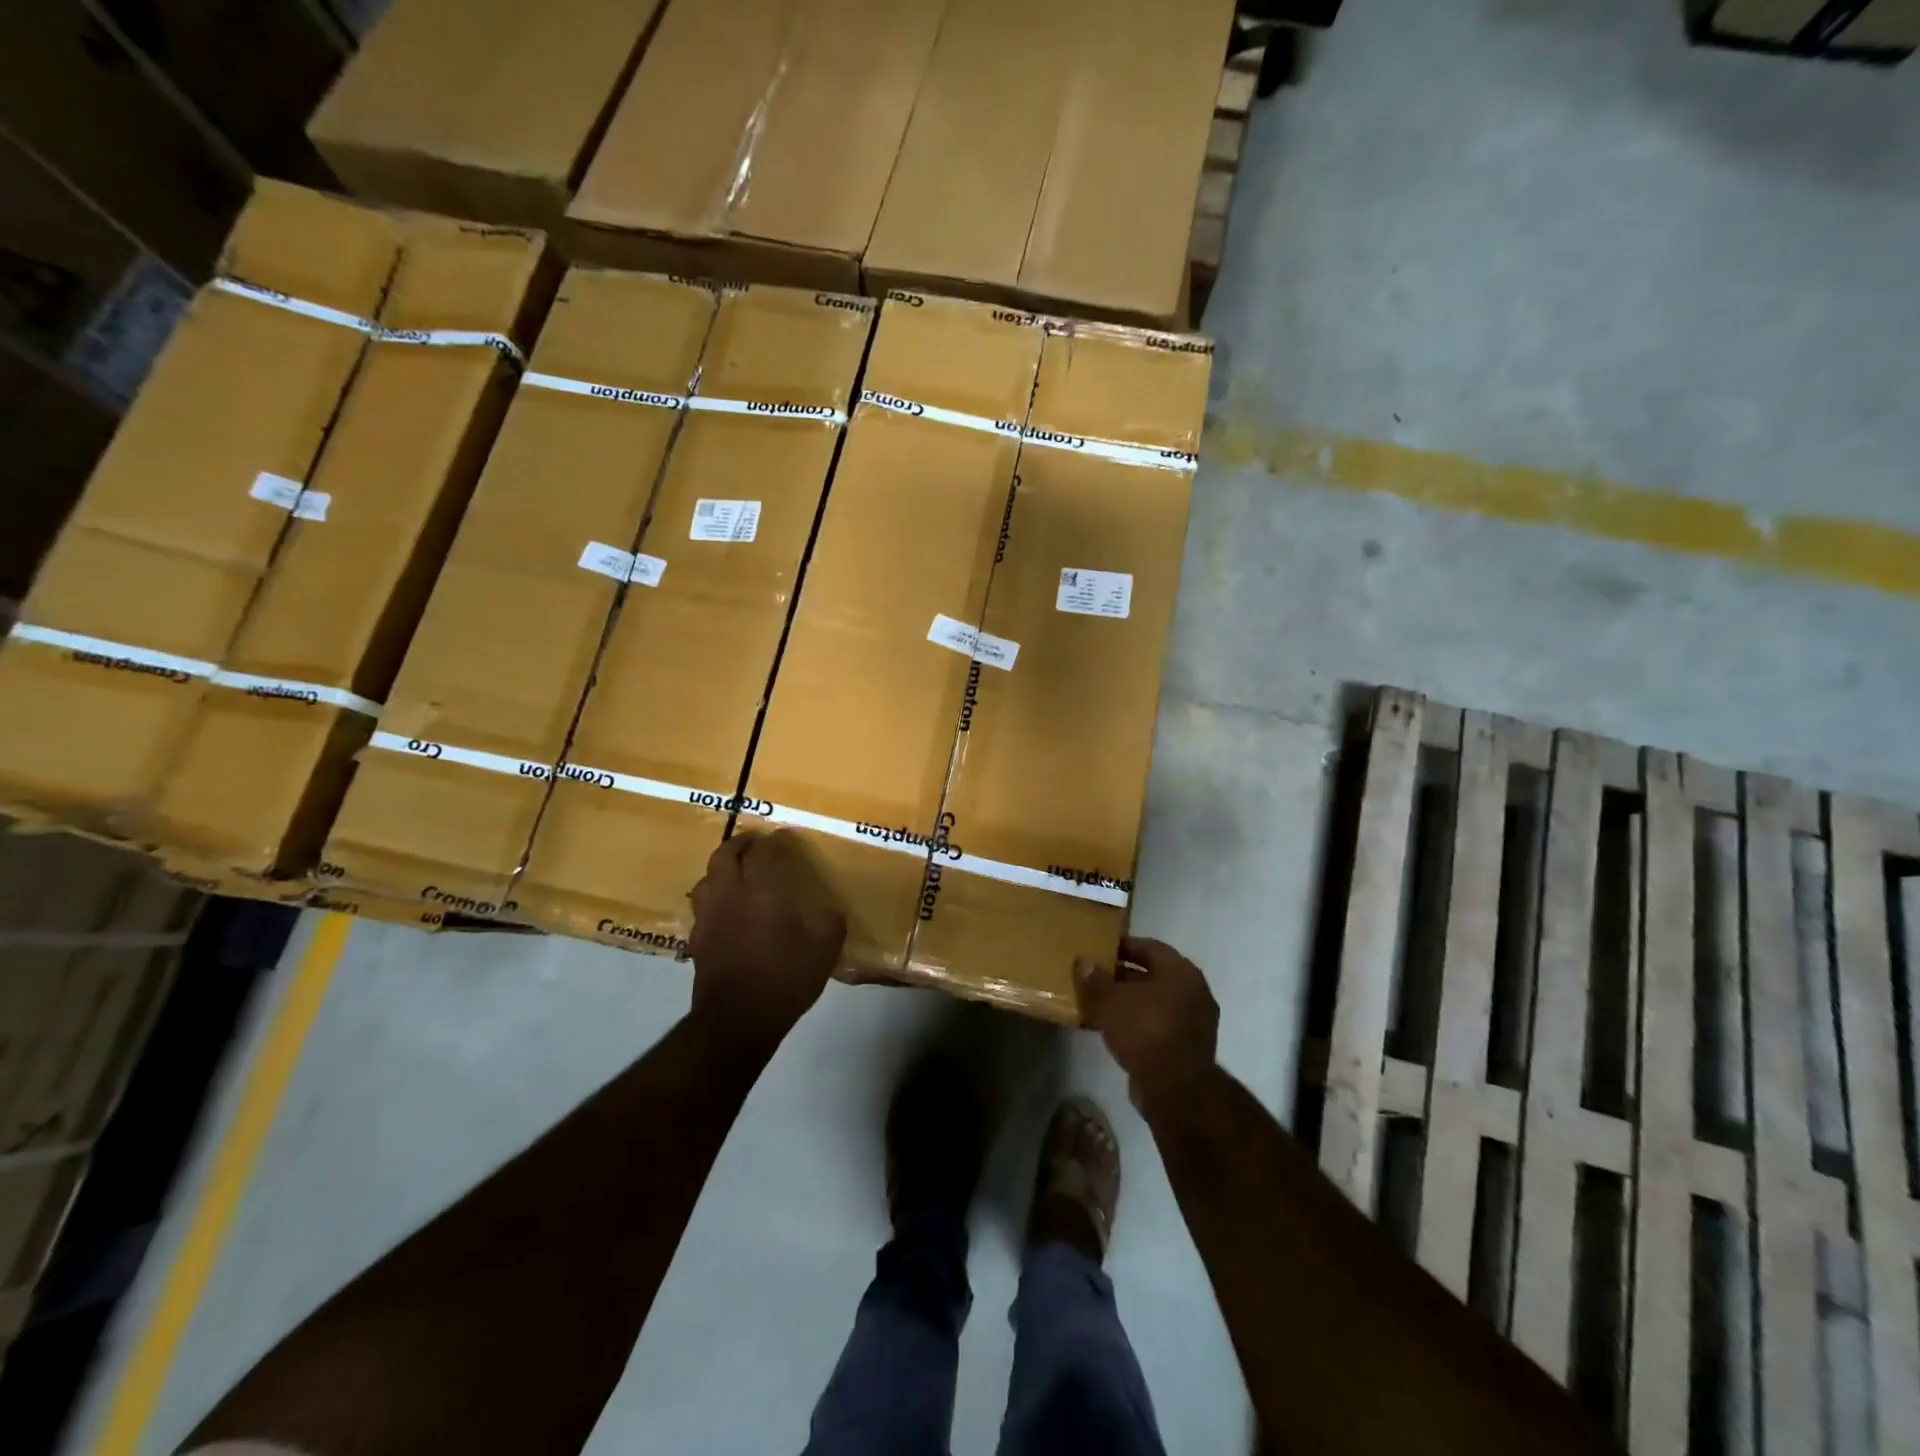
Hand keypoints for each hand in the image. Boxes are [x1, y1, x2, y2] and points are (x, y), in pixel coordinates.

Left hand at [689, 830, 846, 1051]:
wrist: (738, 1020)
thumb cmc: (784, 977)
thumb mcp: (824, 949)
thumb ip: (830, 923)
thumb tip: (830, 913)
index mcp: (761, 889)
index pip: (764, 851)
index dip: (774, 841)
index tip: (783, 837)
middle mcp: (730, 894)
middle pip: (724, 856)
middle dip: (739, 844)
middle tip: (753, 844)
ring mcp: (709, 918)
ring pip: (706, 880)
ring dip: (720, 870)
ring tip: (735, 874)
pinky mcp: (698, 941)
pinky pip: (702, 909)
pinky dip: (714, 900)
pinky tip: (726, 912)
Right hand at [1074, 937, 1218, 1111]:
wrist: (1176, 1089)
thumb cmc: (1144, 1031)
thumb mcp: (1111, 1001)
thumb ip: (1095, 979)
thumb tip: (1083, 961)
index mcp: (1180, 971)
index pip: (1149, 947)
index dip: (1123, 947)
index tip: (1100, 952)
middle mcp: (1194, 991)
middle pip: (1153, 975)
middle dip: (1124, 976)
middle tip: (1096, 979)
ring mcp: (1195, 1021)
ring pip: (1156, 1002)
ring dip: (1130, 1002)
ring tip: (1100, 1005)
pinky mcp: (1189, 1047)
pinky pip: (1159, 1024)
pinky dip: (1139, 1023)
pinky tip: (1114, 1030)